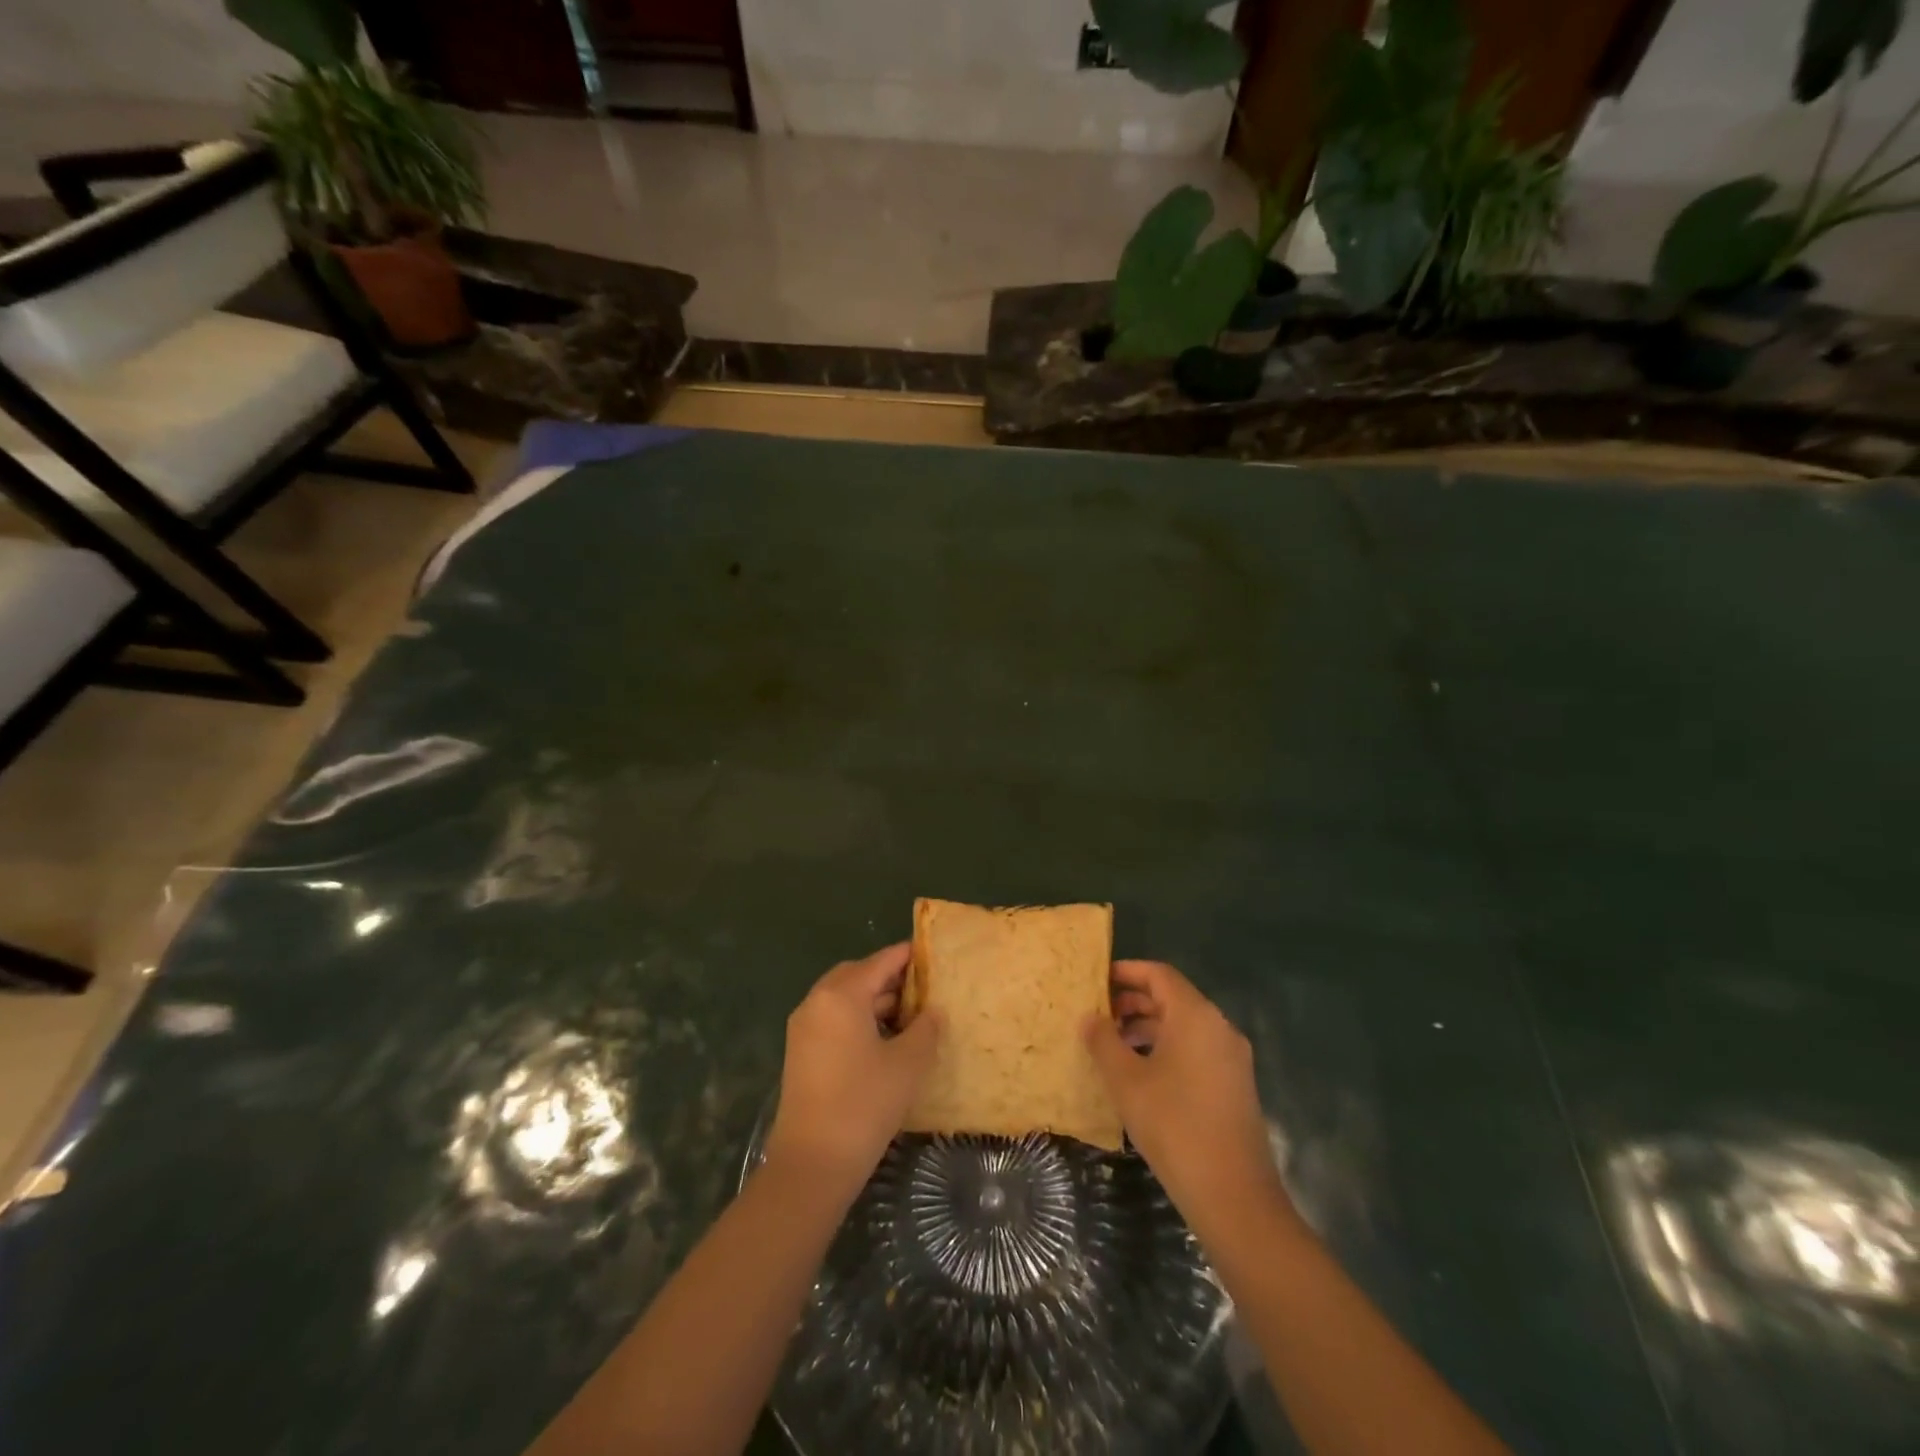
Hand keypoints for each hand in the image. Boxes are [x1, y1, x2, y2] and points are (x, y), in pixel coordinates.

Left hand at [764, 943, 941, 1189]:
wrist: (812, 1164)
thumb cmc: (864, 1104)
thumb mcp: (907, 1064)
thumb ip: (925, 1028)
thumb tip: (933, 1011)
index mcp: (841, 995)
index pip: (880, 961)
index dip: (908, 957)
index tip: (934, 955)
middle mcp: (817, 1001)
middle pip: (858, 974)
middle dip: (889, 978)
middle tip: (923, 988)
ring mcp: (804, 1028)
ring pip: (844, 998)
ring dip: (874, 1000)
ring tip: (910, 1016)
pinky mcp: (801, 1052)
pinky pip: (833, 1019)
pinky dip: (858, 1019)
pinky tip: (885, 1041)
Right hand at [1085, 960, 1285, 1223]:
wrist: (1233, 1195)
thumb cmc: (1174, 1126)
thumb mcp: (1126, 1081)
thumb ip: (1103, 1041)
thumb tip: (1089, 1017)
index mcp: (1196, 1016)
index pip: (1159, 974)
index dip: (1126, 971)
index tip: (1096, 978)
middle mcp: (1219, 1027)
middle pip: (1172, 998)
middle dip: (1133, 1001)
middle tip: (1098, 1013)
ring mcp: (1231, 1058)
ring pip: (1183, 1026)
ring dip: (1147, 1026)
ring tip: (1112, 1043)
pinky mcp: (1233, 1085)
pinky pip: (1195, 1049)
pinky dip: (1166, 1048)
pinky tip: (1139, 1073)